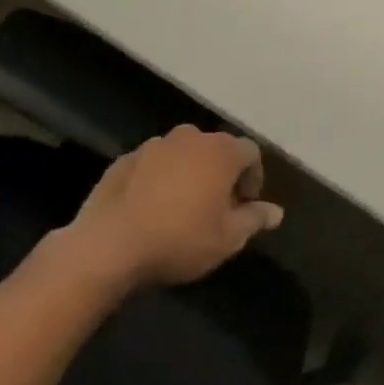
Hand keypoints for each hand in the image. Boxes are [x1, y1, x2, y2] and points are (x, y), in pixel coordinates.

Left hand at [56, 125, 282, 294]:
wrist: (108, 246)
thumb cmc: (180, 239)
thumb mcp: (228, 238)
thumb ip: (255, 219)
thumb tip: (276, 211)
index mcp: (221, 151)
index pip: (250, 153)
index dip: (252, 177)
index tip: (244, 204)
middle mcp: (190, 137)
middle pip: (215, 149)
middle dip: (220, 173)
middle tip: (215, 207)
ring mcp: (153, 145)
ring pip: (181, 154)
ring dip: (187, 173)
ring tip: (180, 207)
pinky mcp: (122, 160)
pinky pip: (151, 165)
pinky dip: (157, 179)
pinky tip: (149, 209)